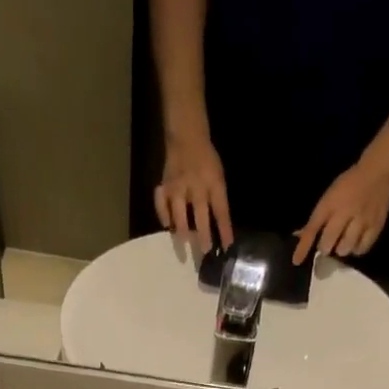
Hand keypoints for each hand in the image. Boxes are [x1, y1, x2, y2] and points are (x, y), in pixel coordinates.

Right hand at [154, 131, 231, 254]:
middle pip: (200, 213)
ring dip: (182, 231)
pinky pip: (161, 203)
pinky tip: (167, 226)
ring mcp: (177, 185)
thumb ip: (218, 200)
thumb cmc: (206, 161)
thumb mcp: (218, 177)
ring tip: (183, 246)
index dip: (225, 229)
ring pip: (179, 212)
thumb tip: (219, 229)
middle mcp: (195, 185)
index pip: (221, 210)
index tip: (228, 247)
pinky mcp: (164, 186)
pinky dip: (163, 216)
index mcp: (213, 182)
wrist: (187, 137)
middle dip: (203, 234)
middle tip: (205, 252)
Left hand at [293, 156, 388, 264]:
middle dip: (325, 247)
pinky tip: (356, 242)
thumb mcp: (330, 196)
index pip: (312, 228)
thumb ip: (316, 218)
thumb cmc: (350, 184)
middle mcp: (344, 213)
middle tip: (330, 242)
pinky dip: (356, 249)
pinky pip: (361, 249)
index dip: (303, 247)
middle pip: (327, 244)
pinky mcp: (375, 226)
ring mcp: (361, 220)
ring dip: (341, 249)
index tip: (296, 261)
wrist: (379, 170)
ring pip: (344, 249)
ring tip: (344, 241)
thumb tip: (298, 235)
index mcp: (330, 203)